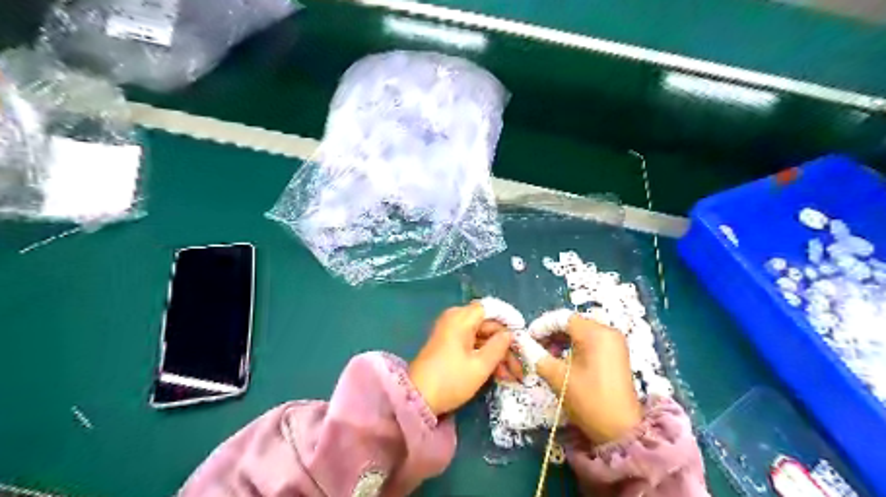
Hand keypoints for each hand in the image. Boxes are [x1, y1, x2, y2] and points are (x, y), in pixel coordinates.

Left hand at [408, 303, 512, 414]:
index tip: (522, 336)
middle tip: (519, 363)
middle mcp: (454, 319)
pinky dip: (483, 354)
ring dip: (496, 352)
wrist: (417, 399)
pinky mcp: (447, 344)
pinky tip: (496, 372)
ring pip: (480, 335)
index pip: (490, 309)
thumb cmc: (451, 380)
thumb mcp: (480, 366)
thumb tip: (509, 334)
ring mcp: (450, 331)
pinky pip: (471, 342)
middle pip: (486, 323)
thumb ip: (499, 346)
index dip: (508, 320)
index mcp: (461, 318)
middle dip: (504, 343)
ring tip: (510, 374)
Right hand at [533, 315, 643, 442]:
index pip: (562, 318)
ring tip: (546, 355)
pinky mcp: (616, 354)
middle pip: (572, 323)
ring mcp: (614, 343)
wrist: (620, 431)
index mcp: (595, 333)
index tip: (527, 338)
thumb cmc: (588, 400)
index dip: (542, 326)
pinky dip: (574, 346)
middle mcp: (608, 331)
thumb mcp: (557, 376)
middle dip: (551, 333)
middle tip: (534, 347)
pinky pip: (590, 341)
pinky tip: (563, 360)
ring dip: (562, 340)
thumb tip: (521, 341)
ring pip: (581, 332)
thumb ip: (536, 354)